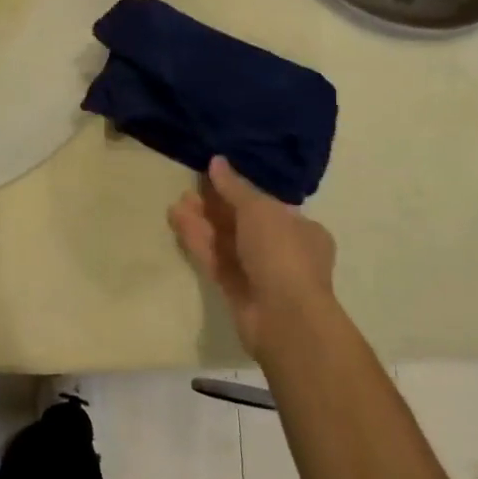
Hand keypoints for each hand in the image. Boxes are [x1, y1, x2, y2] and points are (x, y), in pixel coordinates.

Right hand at [168, 156, 337, 361]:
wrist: (285, 317)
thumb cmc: (281, 252)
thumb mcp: (258, 209)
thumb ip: (234, 186)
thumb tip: (216, 161)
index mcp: (301, 229)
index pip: (267, 205)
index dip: (238, 191)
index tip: (212, 179)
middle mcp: (283, 250)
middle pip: (242, 223)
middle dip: (214, 207)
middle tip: (188, 191)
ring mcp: (260, 273)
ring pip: (226, 243)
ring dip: (202, 224)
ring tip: (175, 205)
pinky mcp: (237, 291)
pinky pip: (216, 261)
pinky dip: (199, 243)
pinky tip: (178, 224)